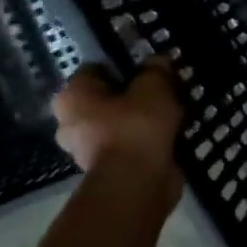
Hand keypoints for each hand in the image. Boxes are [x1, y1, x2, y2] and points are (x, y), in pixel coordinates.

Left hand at [52, 60, 183, 199]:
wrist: (136, 184)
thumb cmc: (136, 126)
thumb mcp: (154, 86)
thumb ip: (156, 69)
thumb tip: (157, 62)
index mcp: (72, 97)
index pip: (95, 69)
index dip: (124, 64)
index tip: (150, 68)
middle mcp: (71, 122)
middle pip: (108, 97)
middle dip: (134, 93)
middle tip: (164, 88)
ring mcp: (87, 148)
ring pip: (120, 121)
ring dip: (143, 117)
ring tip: (175, 110)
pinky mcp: (109, 168)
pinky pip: (131, 143)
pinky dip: (148, 138)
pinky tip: (173, 132)